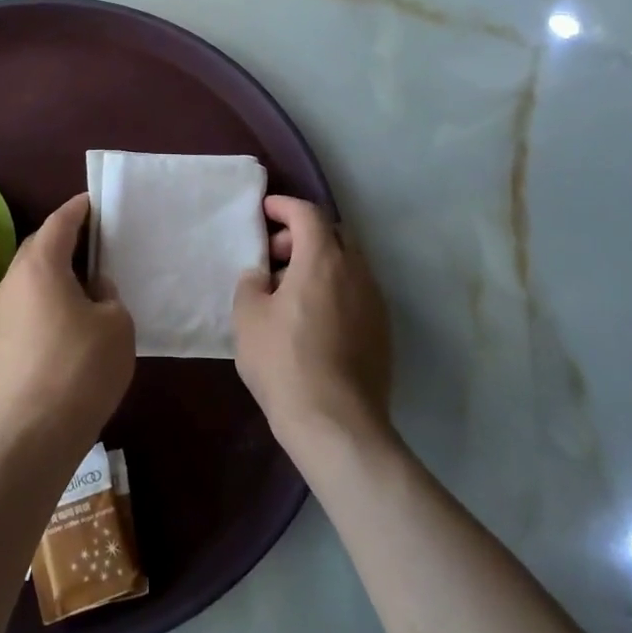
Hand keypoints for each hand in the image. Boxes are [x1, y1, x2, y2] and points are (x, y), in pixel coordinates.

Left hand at [0, 193, 134, 459]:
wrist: (30, 435)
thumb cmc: (80, 369)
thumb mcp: (116, 324)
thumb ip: (108, 294)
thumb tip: (92, 288)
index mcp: (41, 265)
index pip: (60, 221)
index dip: (79, 208)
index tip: (95, 202)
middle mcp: (12, 280)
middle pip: (39, 245)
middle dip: (64, 239)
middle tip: (94, 243)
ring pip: (29, 277)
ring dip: (53, 272)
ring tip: (83, 283)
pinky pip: (24, 303)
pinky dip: (44, 298)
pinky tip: (65, 319)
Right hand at [234, 196, 392, 456]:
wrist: (337, 425)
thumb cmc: (284, 362)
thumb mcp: (248, 317)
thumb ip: (251, 283)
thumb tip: (263, 276)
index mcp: (323, 259)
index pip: (308, 214)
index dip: (284, 207)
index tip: (265, 210)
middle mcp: (356, 272)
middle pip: (333, 235)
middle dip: (303, 236)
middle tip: (275, 255)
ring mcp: (375, 303)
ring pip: (347, 265)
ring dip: (319, 265)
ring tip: (289, 291)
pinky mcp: (382, 333)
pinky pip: (355, 293)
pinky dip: (333, 290)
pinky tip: (311, 319)